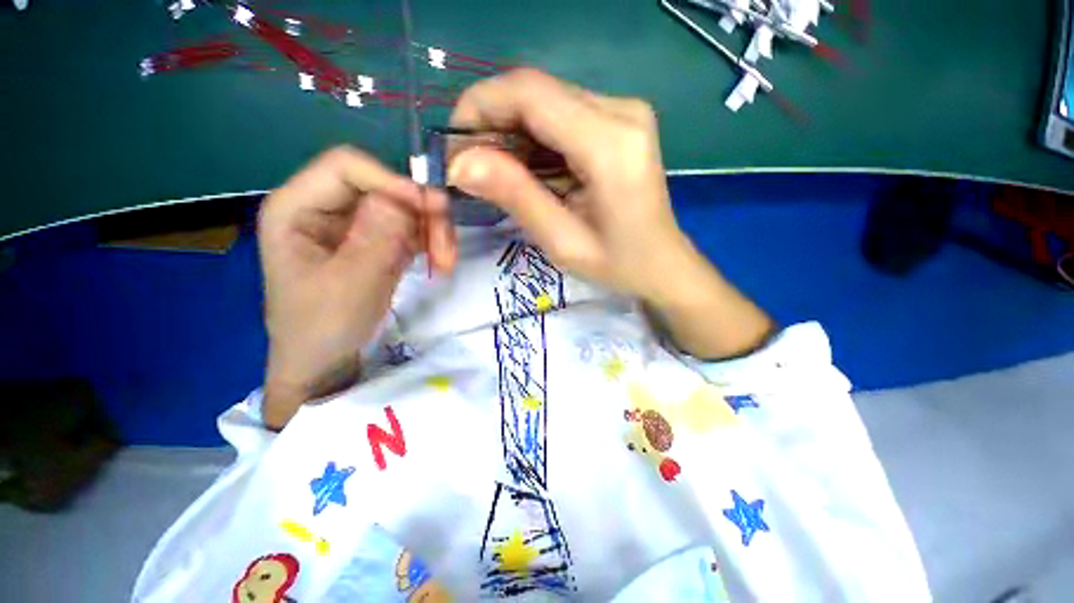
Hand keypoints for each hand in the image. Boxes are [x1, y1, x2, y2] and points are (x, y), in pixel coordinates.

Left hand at [258, 146, 451, 428]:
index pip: (346, 167)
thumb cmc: (322, 328)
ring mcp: (355, 225)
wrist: (326, 363)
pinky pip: (411, 229)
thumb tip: (408, 198)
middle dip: (422, 214)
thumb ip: (377, 239)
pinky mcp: (377, 242)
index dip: (392, 181)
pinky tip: (439, 264)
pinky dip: (430, 243)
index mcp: (297, 208)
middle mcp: (327, 208)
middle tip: (447, 247)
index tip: (431, 209)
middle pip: (385, 189)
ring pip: (406, 209)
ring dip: (432, 232)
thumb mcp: (350, 285)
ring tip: (446, 263)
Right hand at [446, 69, 771, 357]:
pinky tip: (528, 170)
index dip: (480, 107)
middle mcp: (622, 111)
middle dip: (492, 122)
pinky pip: (562, 115)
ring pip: (546, 101)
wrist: (663, 264)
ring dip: (511, 132)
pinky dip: (534, 138)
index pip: (530, 93)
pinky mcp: (620, 122)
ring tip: (497, 174)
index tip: (454, 146)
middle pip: (536, 91)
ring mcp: (624, 112)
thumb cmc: (618, 264)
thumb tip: (460, 163)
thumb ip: (516, 196)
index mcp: (610, 144)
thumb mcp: (562, 241)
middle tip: (471, 167)